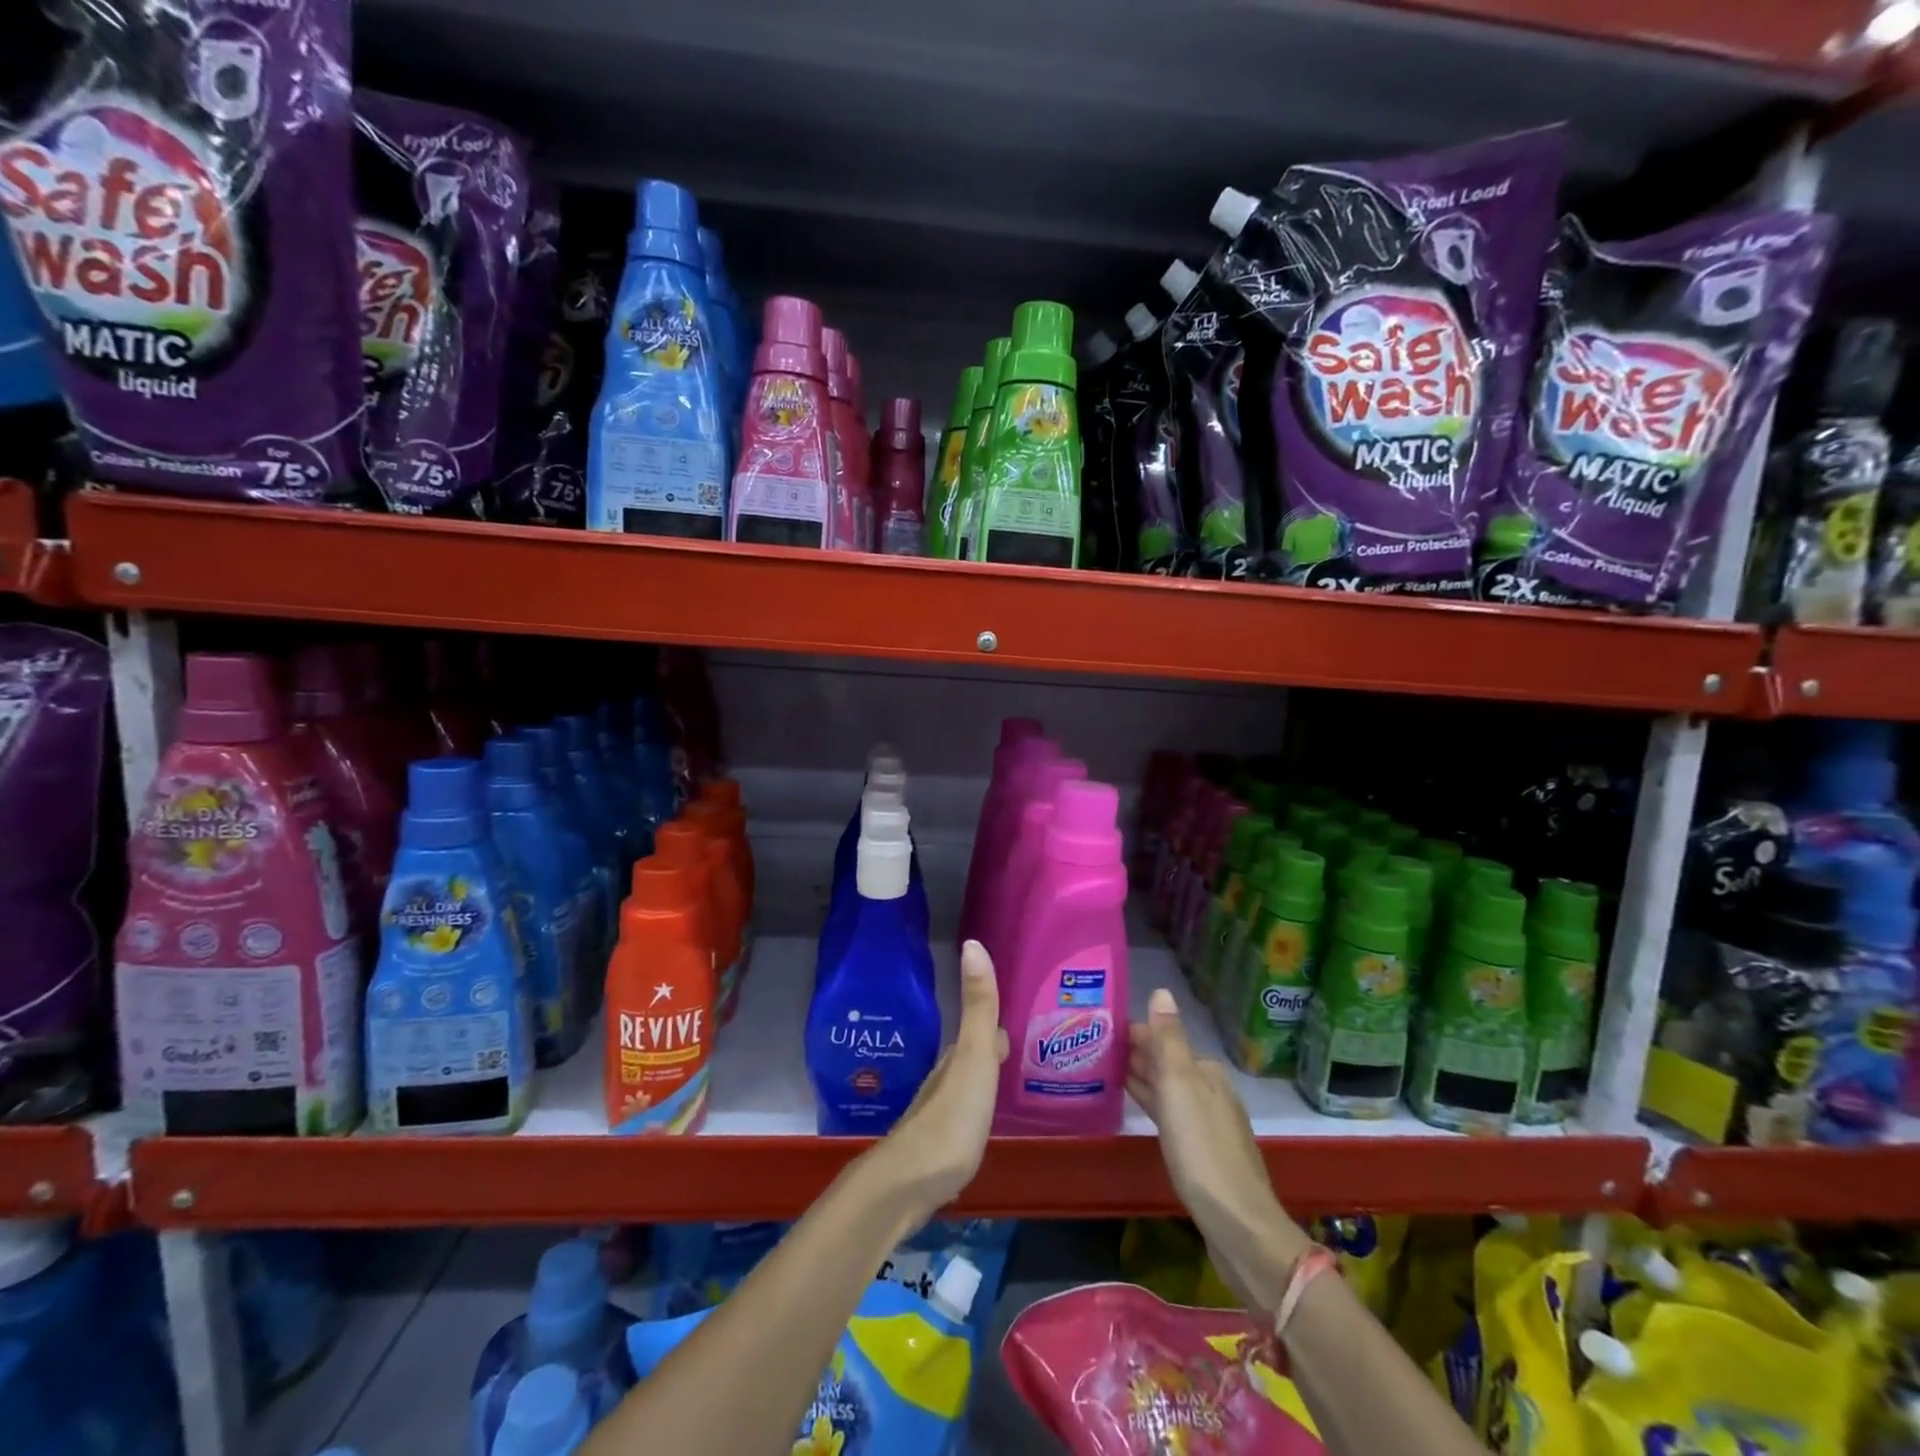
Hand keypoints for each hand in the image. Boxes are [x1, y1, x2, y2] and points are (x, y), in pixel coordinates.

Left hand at [865, 940, 1007, 1230]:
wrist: (907, 1185)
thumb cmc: (950, 1118)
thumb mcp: (974, 1058)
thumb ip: (978, 1006)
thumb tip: (973, 943)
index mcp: (957, 1060)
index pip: (981, 1033)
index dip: (995, 1024)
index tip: (1014, 1018)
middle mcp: (944, 1082)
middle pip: (971, 1059)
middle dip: (990, 1050)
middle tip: (1016, 1048)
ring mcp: (938, 1118)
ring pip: (964, 1089)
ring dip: (982, 1082)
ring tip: (1003, 1083)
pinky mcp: (937, 1151)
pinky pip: (961, 1121)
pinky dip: (974, 1114)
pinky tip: (980, 1126)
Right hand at [1127, 988, 1312, 1313]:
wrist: (1238, 1225)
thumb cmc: (1202, 1148)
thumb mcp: (1180, 1086)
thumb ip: (1169, 1038)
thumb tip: (1161, 990)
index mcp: (1206, 1073)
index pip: (1163, 1040)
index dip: (1133, 1033)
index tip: (1100, 1029)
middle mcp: (1211, 1092)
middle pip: (1167, 1064)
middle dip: (1136, 1054)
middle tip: (1094, 1048)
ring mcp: (1208, 1125)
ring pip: (1168, 1090)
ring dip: (1141, 1078)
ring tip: (1105, 1071)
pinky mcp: (1203, 1155)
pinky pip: (1170, 1116)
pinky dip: (1151, 1104)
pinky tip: (1136, 1107)